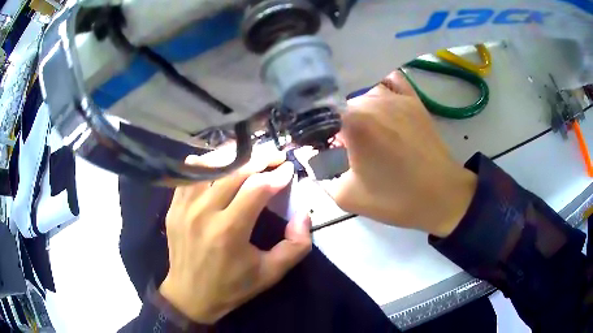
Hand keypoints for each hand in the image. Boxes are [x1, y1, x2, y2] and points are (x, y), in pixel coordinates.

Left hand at [159, 149, 311, 323]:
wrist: (190, 296)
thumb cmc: (232, 287)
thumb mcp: (270, 273)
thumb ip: (295, 246)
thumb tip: (303, 214)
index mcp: (229, 231)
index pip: (257, 189)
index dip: (277, 175)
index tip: (288, 169)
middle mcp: (204, 213)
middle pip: (234, 171)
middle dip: (260, 159)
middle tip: (275, 155)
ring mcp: (184, 208)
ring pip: (209, 167)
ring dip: (233, 157)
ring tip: (251, 156)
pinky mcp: (174, 208)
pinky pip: (189, 176)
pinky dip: (205, 164)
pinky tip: (218, 162)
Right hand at [326, 71, 476, 236]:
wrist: (443, 196)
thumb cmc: (396, 199)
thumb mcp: (347, 197)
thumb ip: (319, 174)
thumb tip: (309, 154)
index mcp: (354, 122)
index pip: (317, 114)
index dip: (311, 131)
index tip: (313, 146)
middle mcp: (371, 100)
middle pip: (338, 103)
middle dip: (333, 123)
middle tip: (340, 146)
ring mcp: (394, 96)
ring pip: (361, 93)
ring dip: (354, 108)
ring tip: (361, 130)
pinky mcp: (412, 98)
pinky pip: (388, 81)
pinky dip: (378, 88)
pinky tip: (378, 104)